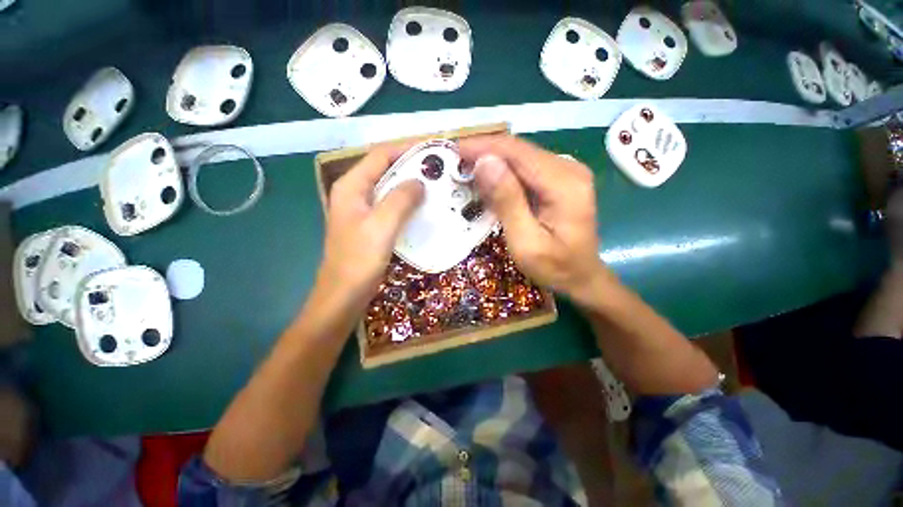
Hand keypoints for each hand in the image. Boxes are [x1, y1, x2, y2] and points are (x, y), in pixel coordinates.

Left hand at [317, 144, 423, 310]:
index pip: (380, 155)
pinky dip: (408, 204)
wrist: (344, 295)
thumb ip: (400, 199)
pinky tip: (424, 209)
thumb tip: (420, 182)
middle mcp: (355, 193)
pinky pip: (392, 207)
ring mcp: (363, 211)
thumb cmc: (358, 260)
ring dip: (412, 187)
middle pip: (386, 171)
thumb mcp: (381, 226)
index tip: (432, 152)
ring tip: (437, 188)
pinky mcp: (371, 226)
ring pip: (390, 190)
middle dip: (412, 169)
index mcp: (351, 187)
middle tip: (440, 172)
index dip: (406, 150)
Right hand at [460, 135, 607, 305]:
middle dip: (484, 153)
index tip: (453, 151)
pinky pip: (525, 169)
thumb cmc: (554, 267)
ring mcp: (566, 173)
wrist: (582, 277)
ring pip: (520, 157)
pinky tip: (487, 182)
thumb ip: (507, 202)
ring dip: (491, 161)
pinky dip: (503, 173)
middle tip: (454, 164)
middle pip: (519, 150)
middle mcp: (568, 169)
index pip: (517, 152)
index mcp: (564, 183)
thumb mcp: (526, 242)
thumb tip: (484, 162)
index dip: (483, 147)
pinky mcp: (559, 180)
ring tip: (464, 171)